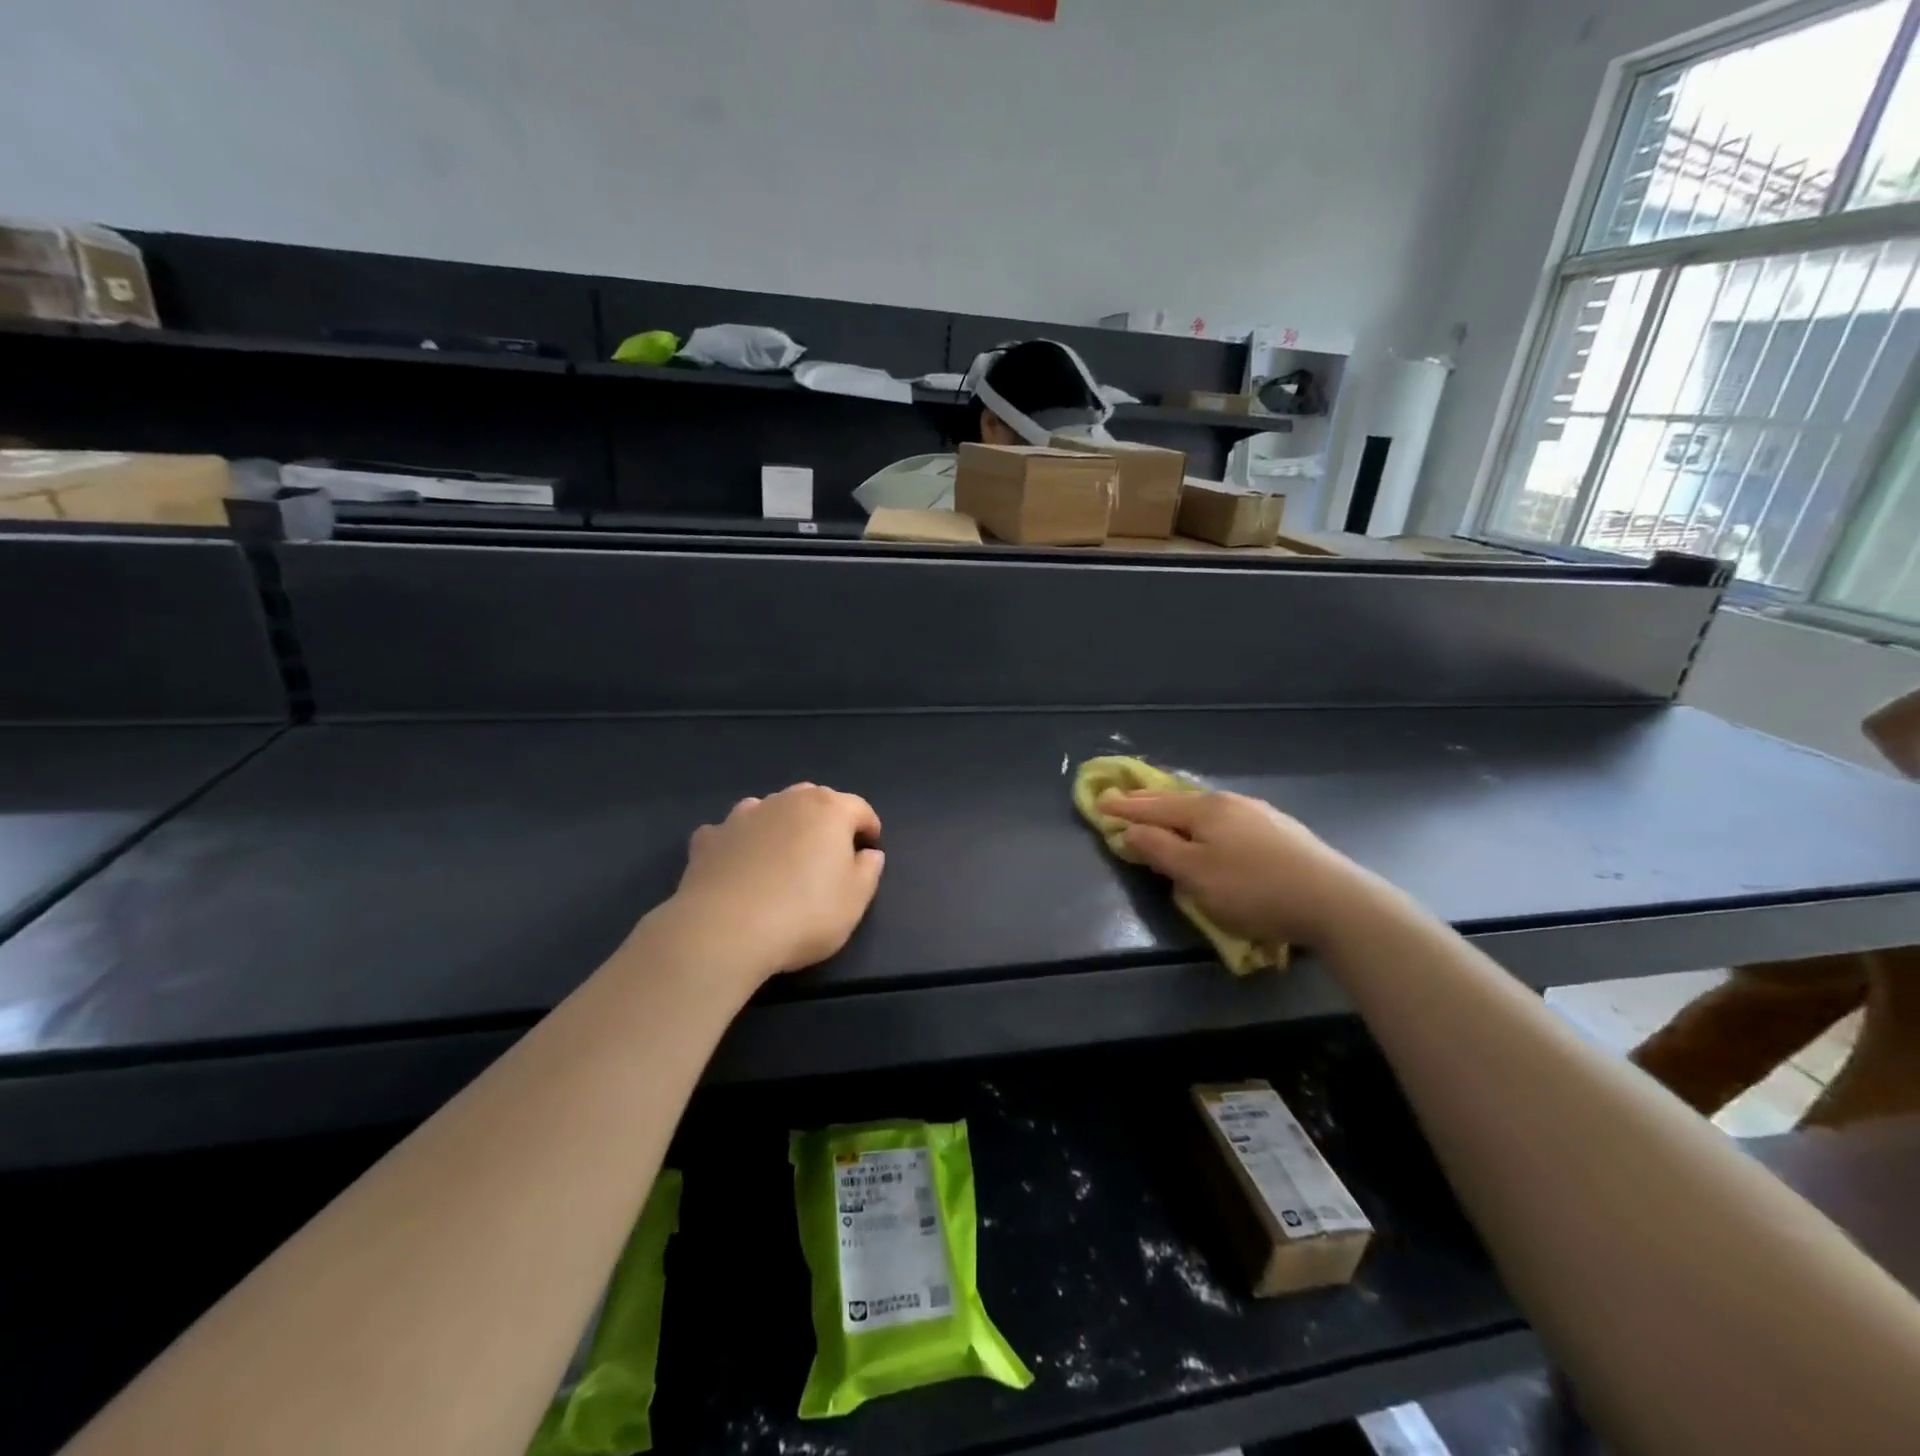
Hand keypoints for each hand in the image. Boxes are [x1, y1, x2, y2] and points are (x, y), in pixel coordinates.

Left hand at [670, 783, 885, 978]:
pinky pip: (732, 832)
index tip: (871, 850)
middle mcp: (786, 801)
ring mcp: (743, 816)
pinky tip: (738, 865)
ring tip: (782, 855)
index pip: (859, 808)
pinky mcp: (709, 838)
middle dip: (826, 820)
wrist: (724, 931)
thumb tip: (868, 854)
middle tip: (829, 852)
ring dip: (781, 824)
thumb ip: (868, 871)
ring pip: (771, 808)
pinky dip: (740, 842)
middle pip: (815, 799)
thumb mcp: (854, 901)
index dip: (869, 828)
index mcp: (829, 810)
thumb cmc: (804, 914)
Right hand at [1098, 789, 1369, 946]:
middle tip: (1125, 801)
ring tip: (1164, 816)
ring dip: (1178, 812)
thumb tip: (1130, 829)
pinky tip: (1212, 830)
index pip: (1152, 806)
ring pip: (1205, 809)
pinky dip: (1205, 822)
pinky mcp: (1281, 831)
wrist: (1334, 900)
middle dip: (1149, 803)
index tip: (1099, 803)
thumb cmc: (1253, 890)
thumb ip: (1158, 850)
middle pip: (1178, 801)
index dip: (1124, 808)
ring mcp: (1259, 814)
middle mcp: (1229, 802)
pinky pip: (1227, 819)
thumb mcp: (1195, 875)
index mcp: (1204, 810)